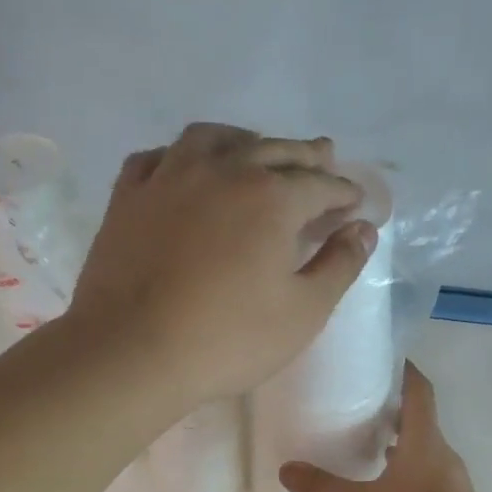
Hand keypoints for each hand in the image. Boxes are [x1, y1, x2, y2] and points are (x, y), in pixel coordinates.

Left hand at [67, 124, 375, 405]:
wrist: (130, 352)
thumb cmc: (227, 339)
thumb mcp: (303, 312)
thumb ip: (339, 264)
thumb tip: (363, 228)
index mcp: (272, 197)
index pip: (321, 184)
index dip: (344, 191)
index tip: (355, 200)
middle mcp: (223, 171)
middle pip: (275, 150)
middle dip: (306, 155)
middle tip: (324, 157)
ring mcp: (169, 176)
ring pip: (214, 138)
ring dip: (246, 140)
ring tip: (258, 150)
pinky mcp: (128, 195)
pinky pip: (160, 156)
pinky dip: (183, 155)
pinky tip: (187, 167)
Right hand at [280, 363, 491, 491]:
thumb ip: (323, 488)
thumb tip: (286, 469)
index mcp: (424, 440)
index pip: (419, 390)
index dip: (405, 370)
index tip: (384, 358)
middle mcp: (441, 452)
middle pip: (420, 417)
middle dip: (393, 406)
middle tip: (360, 401)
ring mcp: (451, 479)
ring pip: (423, 446)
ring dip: (400, 439)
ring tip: (367, 442)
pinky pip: (427, 471)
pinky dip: (407, 467)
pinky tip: (386, 486)